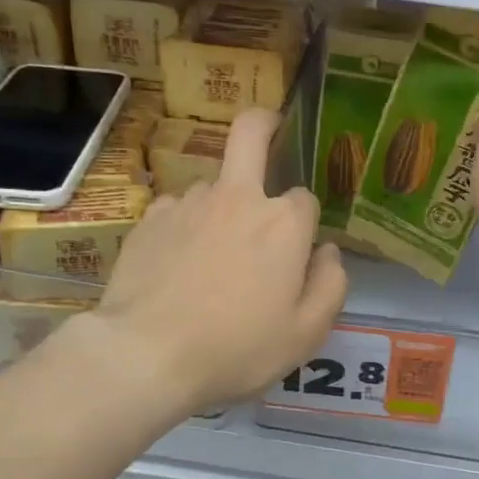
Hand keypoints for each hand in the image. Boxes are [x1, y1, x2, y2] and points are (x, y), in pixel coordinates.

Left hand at [81, 109, 346, 416]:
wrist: (146, 354)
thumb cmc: (237, 347)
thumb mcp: (306, 333)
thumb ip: (331, 285)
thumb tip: (328, 252)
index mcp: (283, 223)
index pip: (305, 199)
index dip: (305, 223)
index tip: (299, 253)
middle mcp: (237, 198)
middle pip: (251, 132)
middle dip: (264, 124)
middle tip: (268, 133)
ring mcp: (188, 203)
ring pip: (213, 185)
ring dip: (221, 205)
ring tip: (211, 255)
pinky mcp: (149, 219)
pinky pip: (177, 209)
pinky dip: (185, 226)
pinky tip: (177, 264)